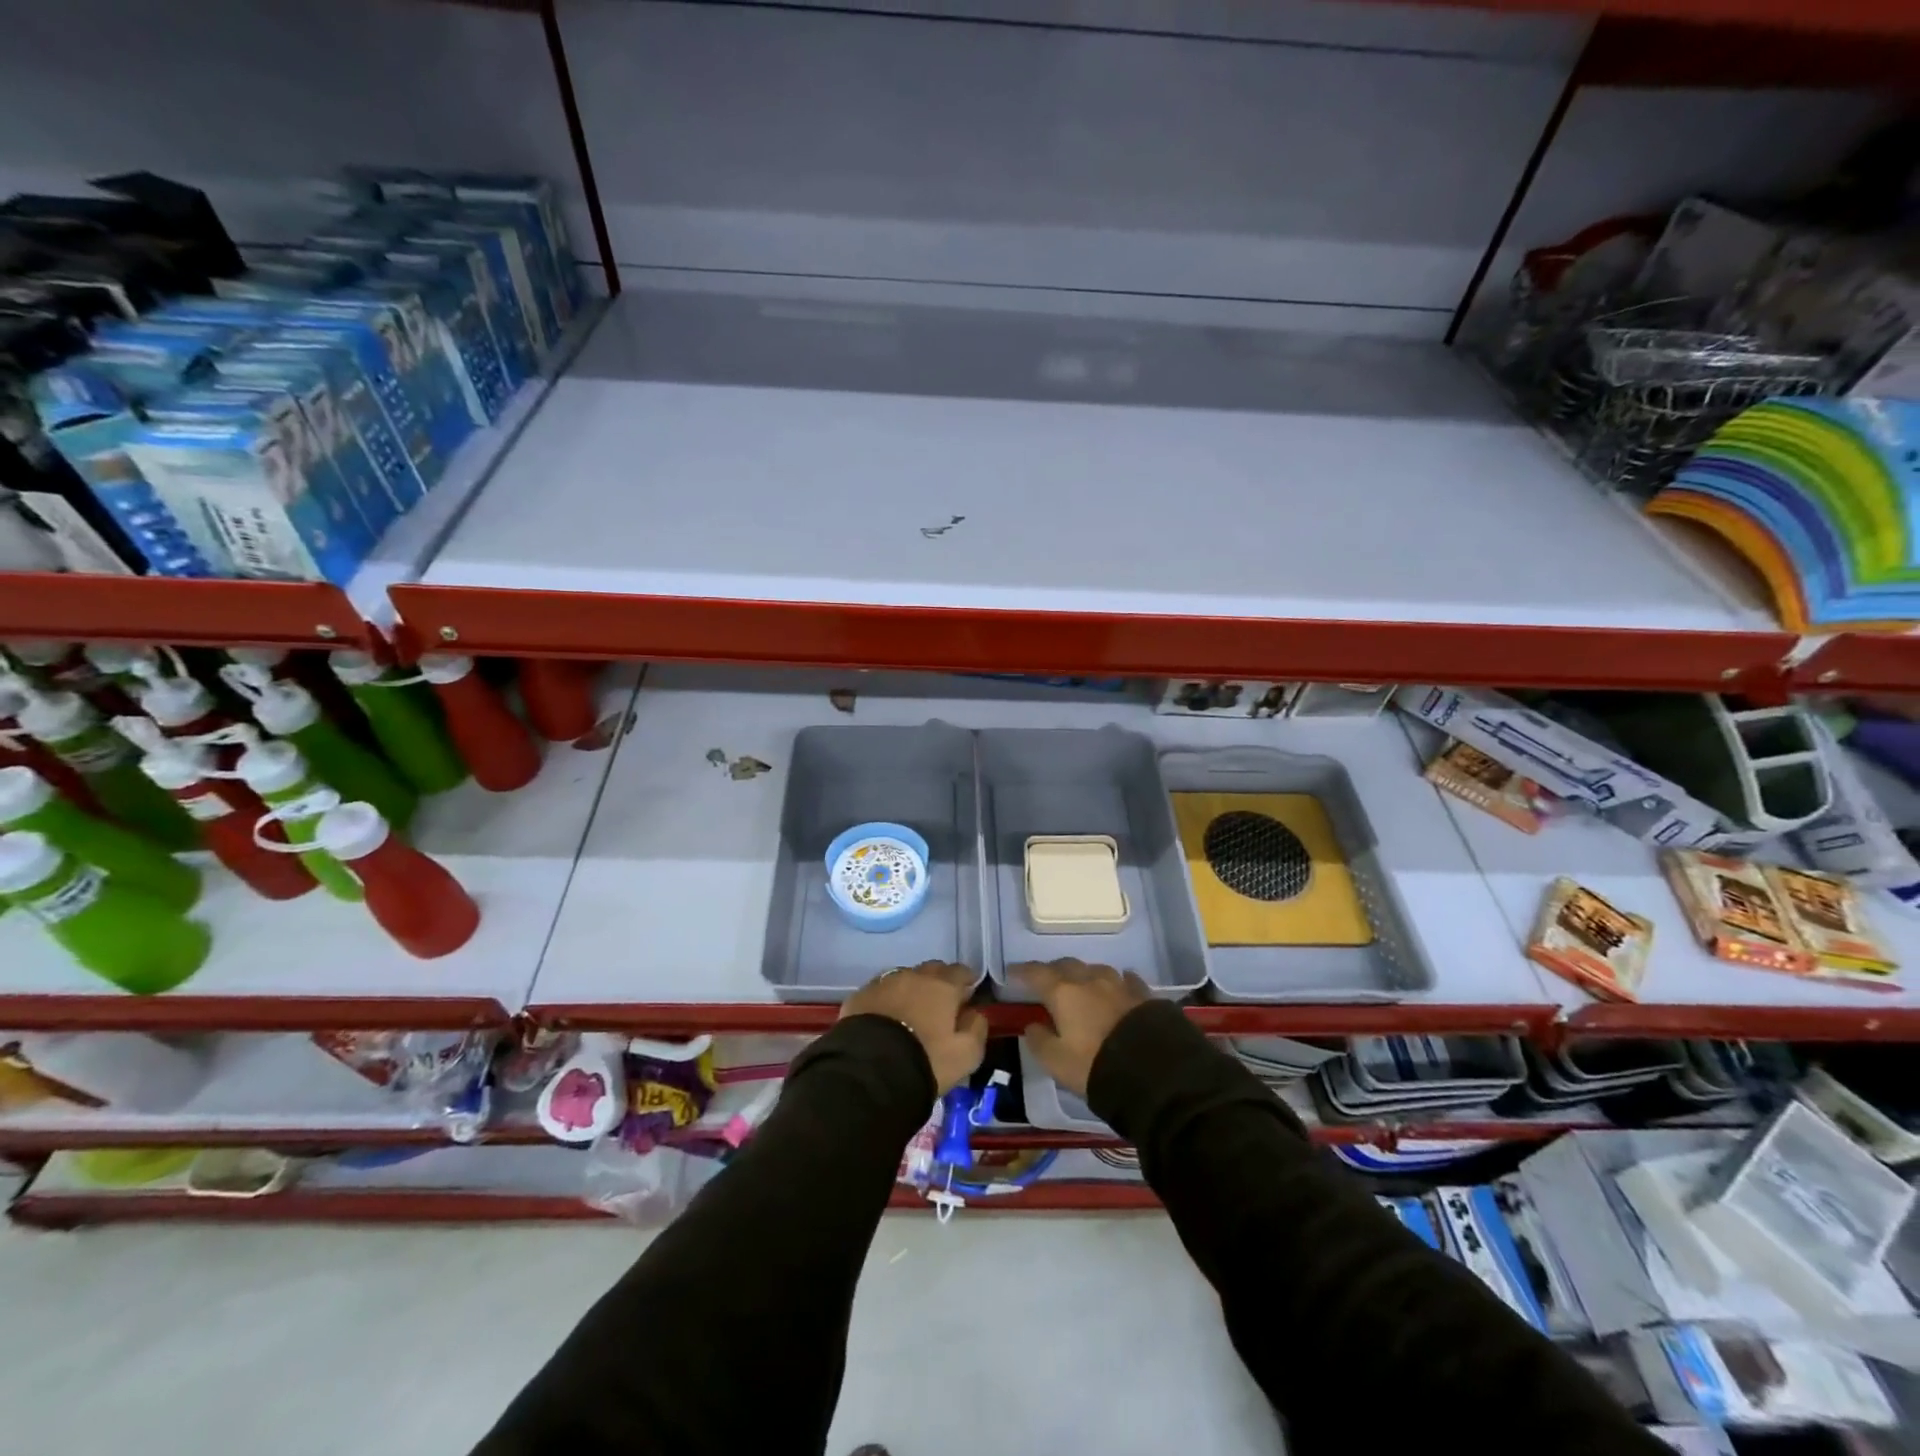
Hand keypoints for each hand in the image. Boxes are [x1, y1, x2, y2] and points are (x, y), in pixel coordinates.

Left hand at [841, 961, 988, 1092]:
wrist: (870, 1069)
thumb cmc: (926, 1060)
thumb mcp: (966, 1054)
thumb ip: (977, 1028)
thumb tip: (974, 1013)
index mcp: (943, 986)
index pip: (961, 971)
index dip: (966, 981)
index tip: (967, 995)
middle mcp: (914, 976)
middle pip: (932, 970)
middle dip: (939, 981)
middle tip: (940, 1004)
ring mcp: (884, 982)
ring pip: (904, 977)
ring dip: (911, 989)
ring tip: (911, 1012)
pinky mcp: (860, 995)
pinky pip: (880, 991)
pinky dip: (887, 1000)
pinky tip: (885, 1018)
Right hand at [1015, 959, 1149, 1098]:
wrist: (1153, 1069)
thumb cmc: (1095, 1065)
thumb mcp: (1057, 1062)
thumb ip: (1039, 1041)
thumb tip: (1032, 1025)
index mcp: (1063, 992)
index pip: (1036, 973)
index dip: (1022, 972)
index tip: (1012, 973)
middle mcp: (1089, 979)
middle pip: (1066, 965)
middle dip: (1053, 970)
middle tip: (1046, 982)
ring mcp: (1118, 983)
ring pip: (1095, 969)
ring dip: (1083, 975)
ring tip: (1081, 986)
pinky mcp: (1143, 993)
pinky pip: (1124, 980)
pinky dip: (1114, 983)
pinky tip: (1116, 988)